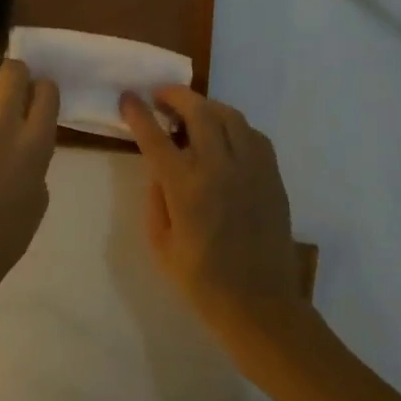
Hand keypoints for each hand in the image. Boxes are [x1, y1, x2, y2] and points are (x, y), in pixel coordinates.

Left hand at [0, 60, 59, 321]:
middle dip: (15, 73)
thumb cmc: (5, 234)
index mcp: (35, 141)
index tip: (37, 98)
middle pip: (13, 69)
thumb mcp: (38, 196)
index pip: (47, 89)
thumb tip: (24, 142)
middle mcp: (3, 121)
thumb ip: (35, 158)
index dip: (43, 90)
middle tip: (11, 89)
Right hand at [119, 87, 304, 345]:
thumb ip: (156, 198)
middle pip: (198, 111)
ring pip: (230, 116)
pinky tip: (224, 137)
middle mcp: (219, 168)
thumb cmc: (202, 281)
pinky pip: (253, 135)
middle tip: (160, 96)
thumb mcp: (161, 244)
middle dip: (175, 95)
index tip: (128, 98)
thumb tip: (160, 169)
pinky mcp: (272, 176)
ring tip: (192, 112)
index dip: (138, 113)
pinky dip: (234, 127)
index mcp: (186, 188)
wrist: (261, 306)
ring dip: (206, 106)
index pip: (156, 136)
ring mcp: (251, 169)